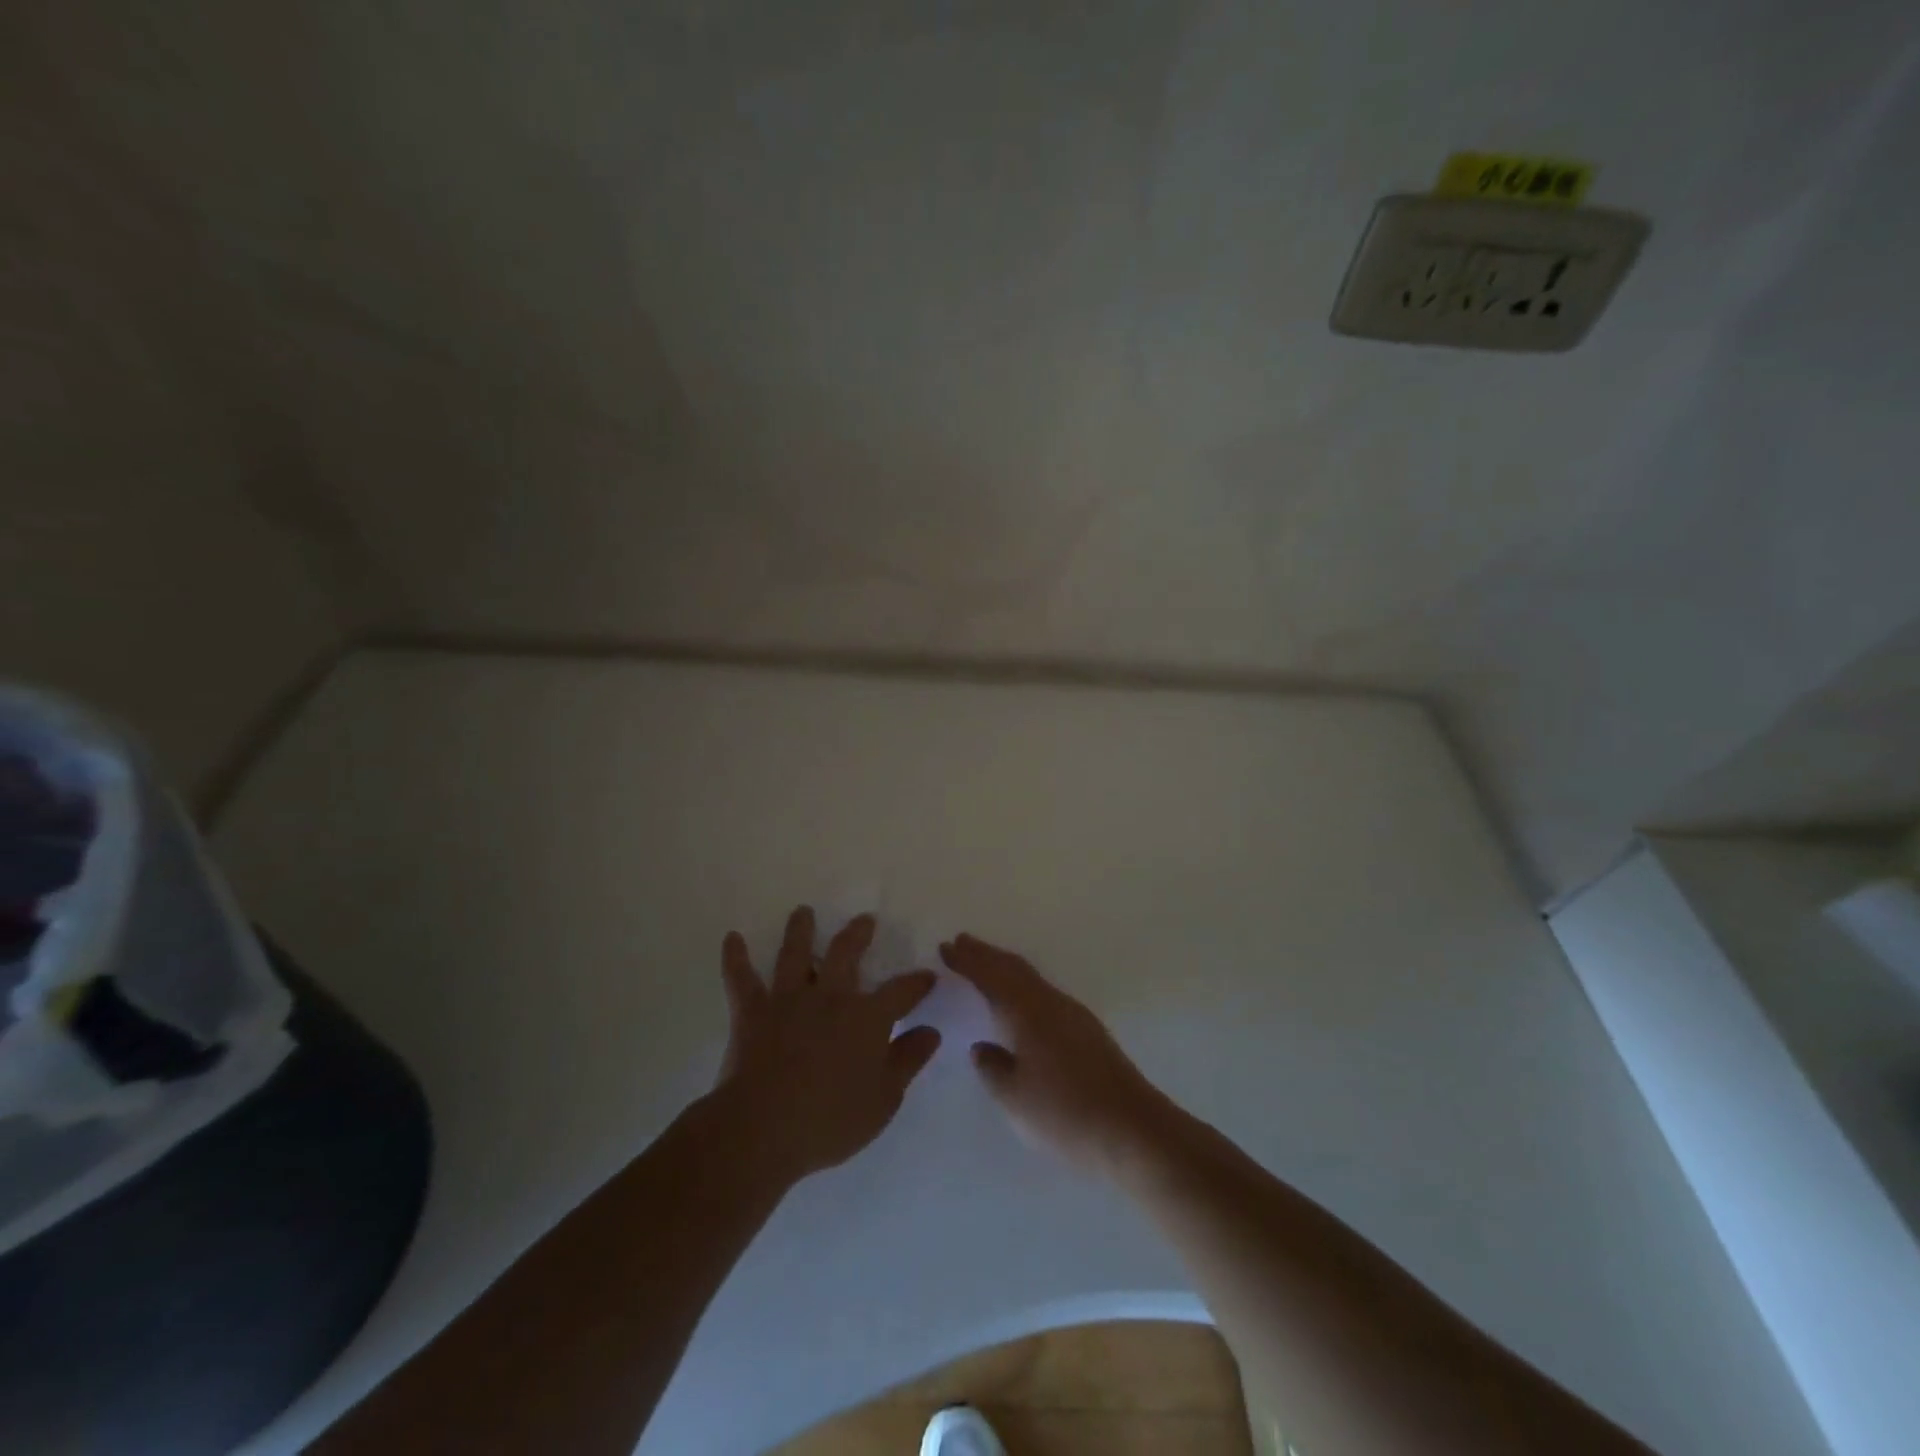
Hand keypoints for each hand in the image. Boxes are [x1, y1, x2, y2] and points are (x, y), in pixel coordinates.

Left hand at [714, 906, 940, 1185]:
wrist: (763, 1128)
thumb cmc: (831, 1119)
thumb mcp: (884, 1098)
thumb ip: (908, 1060)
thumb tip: (931, 1031)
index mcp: (867, 1017)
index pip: (901, 991)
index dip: (917, 983)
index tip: (928, 976)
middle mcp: (830, 997)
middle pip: (846, 954)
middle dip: (858, 934)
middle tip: (864, 920)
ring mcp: (789, 1000)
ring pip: (796, 954)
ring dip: (801, 930)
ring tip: (803, 911)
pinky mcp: (753, 1012)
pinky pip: (742, 978)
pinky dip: (736, 957)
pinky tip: (732, 939)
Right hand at [941, 934, 1170, 1176]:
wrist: (1133, 1130)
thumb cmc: (1065, 1115)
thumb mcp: (1014, 1099)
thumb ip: (992, 1068)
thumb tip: (983, 1047)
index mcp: (1026, 1014)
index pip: (990, 977)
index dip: (967, 961)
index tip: (945, 947)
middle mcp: (1050, 1003)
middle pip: (1013, 968)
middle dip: (986, 954)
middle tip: (961, 942)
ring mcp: (1073, 1014)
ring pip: (1031, 978)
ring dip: (1005, 966)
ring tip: (986, 962)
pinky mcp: (1087, 1030)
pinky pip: (1044, 991)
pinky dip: (1023, 983)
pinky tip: (1022, 998)